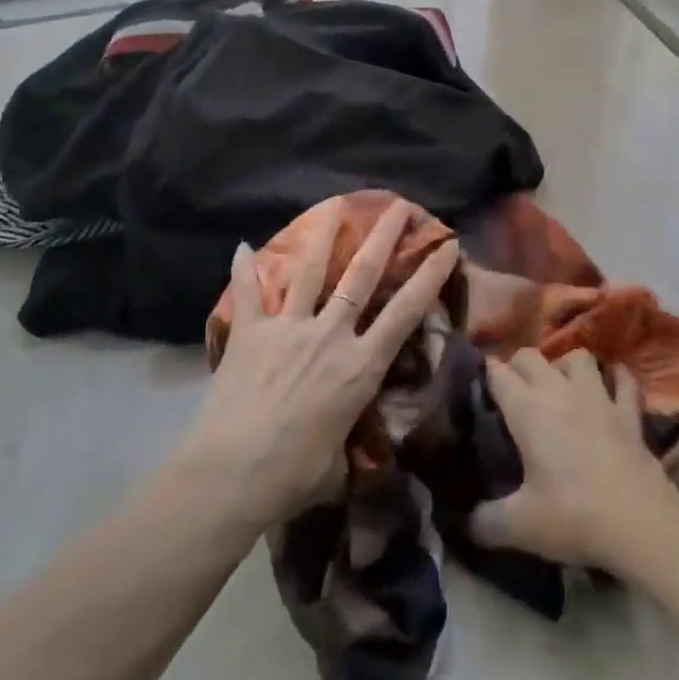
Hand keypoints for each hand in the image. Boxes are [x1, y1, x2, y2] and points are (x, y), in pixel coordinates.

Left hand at [175, 200, 458, 532]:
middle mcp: (330, 335)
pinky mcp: (251, 333)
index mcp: (359, 366)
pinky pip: (248, 294)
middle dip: (384, 238)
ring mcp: (289, 328)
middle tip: (399, 206)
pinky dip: (243, 269)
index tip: (446, 247)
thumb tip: (346, 439)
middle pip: (362, 276)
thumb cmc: (293, 475)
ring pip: (311, 271)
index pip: (404, 313)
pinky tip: (240, 245)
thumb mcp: (337, 458)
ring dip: (325, 236)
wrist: (232, 474)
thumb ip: (346, 434)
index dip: (429, 277)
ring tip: (337, 204)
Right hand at [471, 349, 678, 577]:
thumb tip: (460, 523)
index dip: (484, 373)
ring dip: (565, 365)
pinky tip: (612, 386)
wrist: (639, 522)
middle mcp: (559, 390)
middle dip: (517, 366)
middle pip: (530, 356)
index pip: (496, 372)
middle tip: (512, 391)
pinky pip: (624, 380)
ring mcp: (598, 396)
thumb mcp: (519, 526)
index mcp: (527, 409)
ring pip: (577, 357)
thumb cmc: (573, 516)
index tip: (477, 386)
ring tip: (560, 385)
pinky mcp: (629, 411)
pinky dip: (617, 378)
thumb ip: (483, 522)